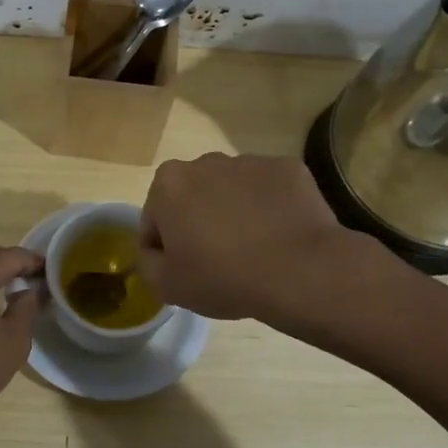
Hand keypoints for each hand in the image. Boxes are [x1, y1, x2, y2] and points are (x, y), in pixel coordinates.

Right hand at [138, 154, 367, 321]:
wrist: (300, 270)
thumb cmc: (223, 277)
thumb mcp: (167, 286)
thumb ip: (147, 263)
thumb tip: (155, 252)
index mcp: (169, 184)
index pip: (154, 219)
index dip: (165, 248)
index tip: (184, 270)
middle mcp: (205, 162)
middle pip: (193, 196)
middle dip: (199, 221)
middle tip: (218, 260)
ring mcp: (250, 161)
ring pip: (231, 190)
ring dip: (234, 212)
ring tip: (254, 250)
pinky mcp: (287, 168)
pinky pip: (269, 190)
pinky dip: (270, 209)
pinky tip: (279, 237)